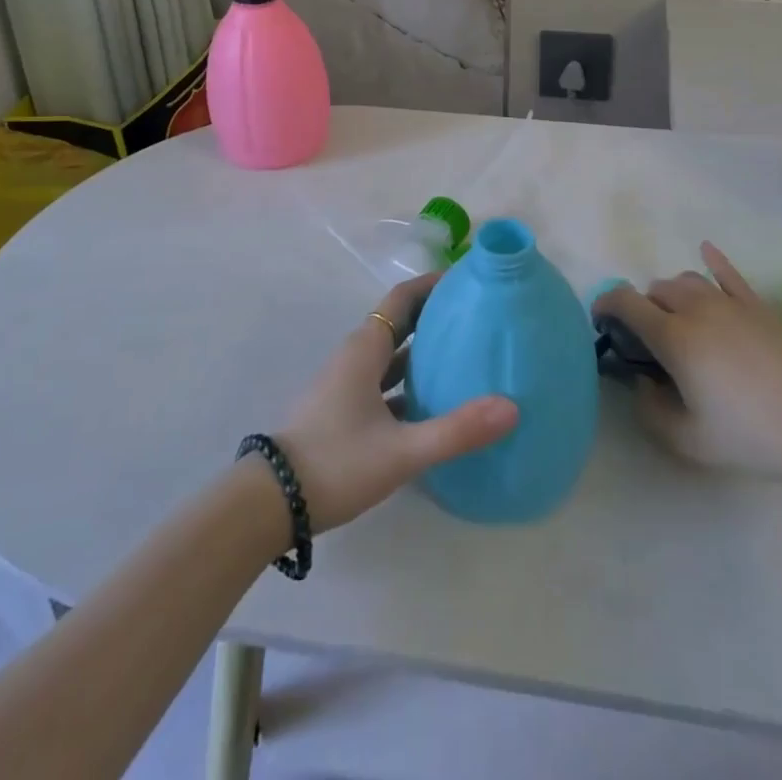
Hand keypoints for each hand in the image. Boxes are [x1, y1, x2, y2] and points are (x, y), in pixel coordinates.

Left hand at [276, 272, 517, 533]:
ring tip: (467, 354)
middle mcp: (357, 357)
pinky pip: (386, 383)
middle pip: (401, 322)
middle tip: (479, 316)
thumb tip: (511, 407)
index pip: (403, 298)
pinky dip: (411, 383)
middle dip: (436, 315)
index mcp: (365, 348)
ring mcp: (348, 385)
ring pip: (393, 355)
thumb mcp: (401, 450)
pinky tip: (436, 404)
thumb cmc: (335, 462)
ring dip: (424, 350)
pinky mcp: (345, 412)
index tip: (469, 279)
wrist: (270, 503)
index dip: (433, 284)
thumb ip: (456, 431)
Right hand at [595, 242, 781, 505]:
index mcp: (673, 337)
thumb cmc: (747, 435)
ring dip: (672, 294)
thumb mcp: (686, 439)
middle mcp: (696, 309)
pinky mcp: (758, 306)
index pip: (625, 302)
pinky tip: (706, 251)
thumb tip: (641, 382)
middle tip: (649, 340)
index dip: (605, 305)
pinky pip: (728, 273)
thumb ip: (649, 409)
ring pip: (686, 280)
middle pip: (656, 290)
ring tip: (678, 318)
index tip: (601, 322)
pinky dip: (713, 261)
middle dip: (643, 308)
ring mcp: (730, 303)